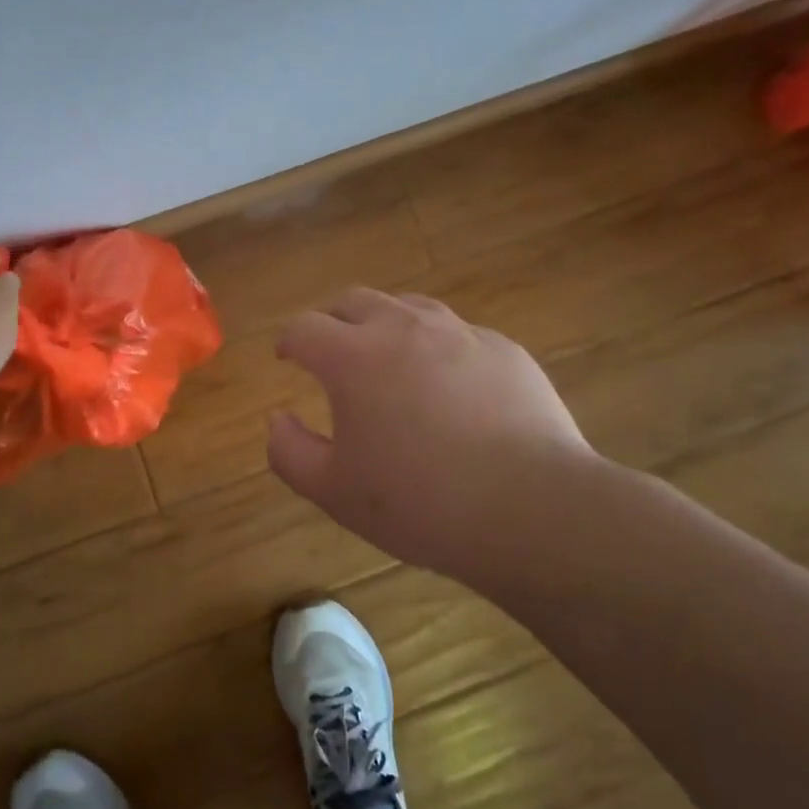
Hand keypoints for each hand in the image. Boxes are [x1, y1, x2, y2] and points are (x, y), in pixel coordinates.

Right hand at [267, 288, 595, 578]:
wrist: (531, 507)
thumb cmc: (420, 502)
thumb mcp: (334, 491)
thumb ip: (289, 452)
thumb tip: (277, 420)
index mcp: (353, 357)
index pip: (304, 328)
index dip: (289, 340)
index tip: (286, 357)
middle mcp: (403, 328)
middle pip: (354, 300)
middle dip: (332, 320)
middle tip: (331, 350)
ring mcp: (459, 332)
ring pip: (408, 306)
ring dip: (385, 323)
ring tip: (387, 357)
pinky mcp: (503, 349)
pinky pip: (457, 333)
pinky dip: (437, 347)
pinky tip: (449, 385)